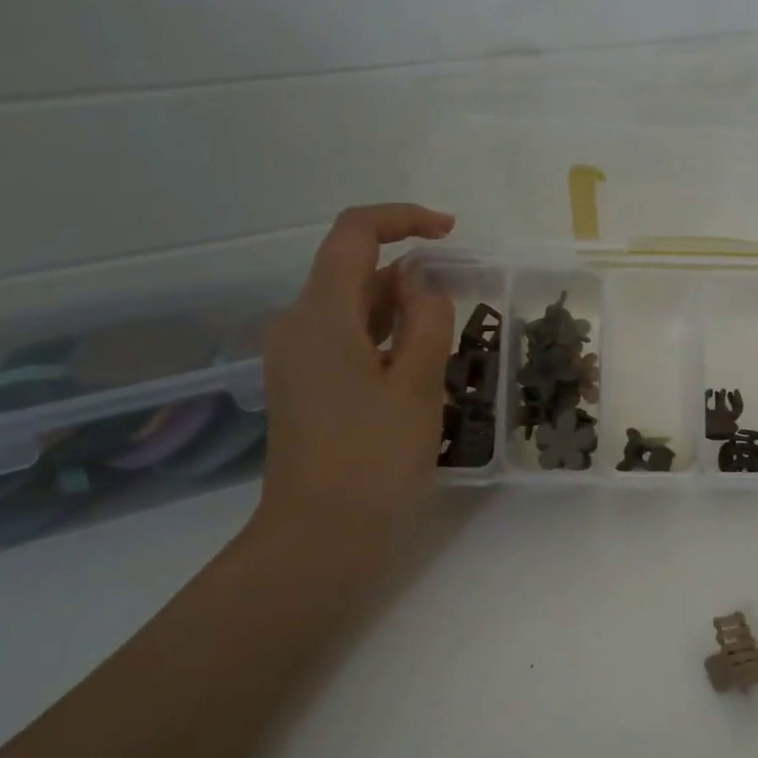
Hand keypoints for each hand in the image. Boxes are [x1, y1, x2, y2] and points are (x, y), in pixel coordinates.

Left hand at [253, 204, 456, 543]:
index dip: (403, 220)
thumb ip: (428, 321)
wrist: (321, 538)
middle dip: (410, 277)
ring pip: (352, 311)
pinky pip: (346, 343)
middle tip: (463, 309)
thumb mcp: (419, 386)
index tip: (451, 233)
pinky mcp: (303, 388)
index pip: (354, 234)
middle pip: (353, 272)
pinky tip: (417, 374)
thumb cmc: (375, 460)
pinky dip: (384, 341)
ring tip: (447, 347)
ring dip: (400, 313)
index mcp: (320, 314)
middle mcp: (297, 325)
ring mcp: (295, 360)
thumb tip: (424, 284)